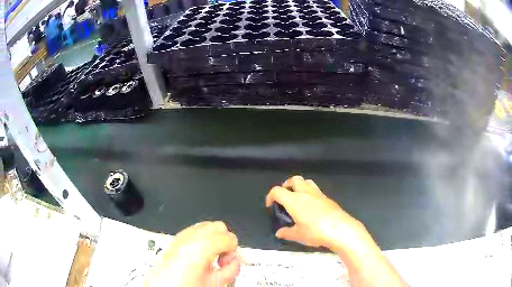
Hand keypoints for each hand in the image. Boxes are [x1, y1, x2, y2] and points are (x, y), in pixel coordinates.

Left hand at [146, 221, 241, 286]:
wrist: (164, 286)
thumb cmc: (184, 286)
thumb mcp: (215, 282)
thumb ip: (231, 269)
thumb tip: (236, 260)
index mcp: (201, 247)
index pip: (229, 237)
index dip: (233, 250)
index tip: (228, 262)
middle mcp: (189, 237)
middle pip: (218, 226)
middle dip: (224, 241)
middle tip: (221, 258)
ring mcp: (181, 236)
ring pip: (206, 225)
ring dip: (213, 238)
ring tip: (210, 256)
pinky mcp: (176, 238)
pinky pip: (194, 230)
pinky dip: (201, 238)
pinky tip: (199, 254)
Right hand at [266, 176, 363, 249]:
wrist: (340, 229)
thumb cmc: (315, 231)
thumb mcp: (298, 235)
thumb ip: (287, 233)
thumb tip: (279, 233)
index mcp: (294, 200)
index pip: (277, 190)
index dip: (270, 196)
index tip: (270, 205)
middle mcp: (305, 193)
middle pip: (294, 179)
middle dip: (286, 185)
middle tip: (285, 197)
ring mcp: (318, 194)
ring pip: (306, 181)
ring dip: (299, 186)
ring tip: (298, 198)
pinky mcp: (328, 198)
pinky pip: (316, 190)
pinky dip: (310, 193)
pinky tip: (311, 207)